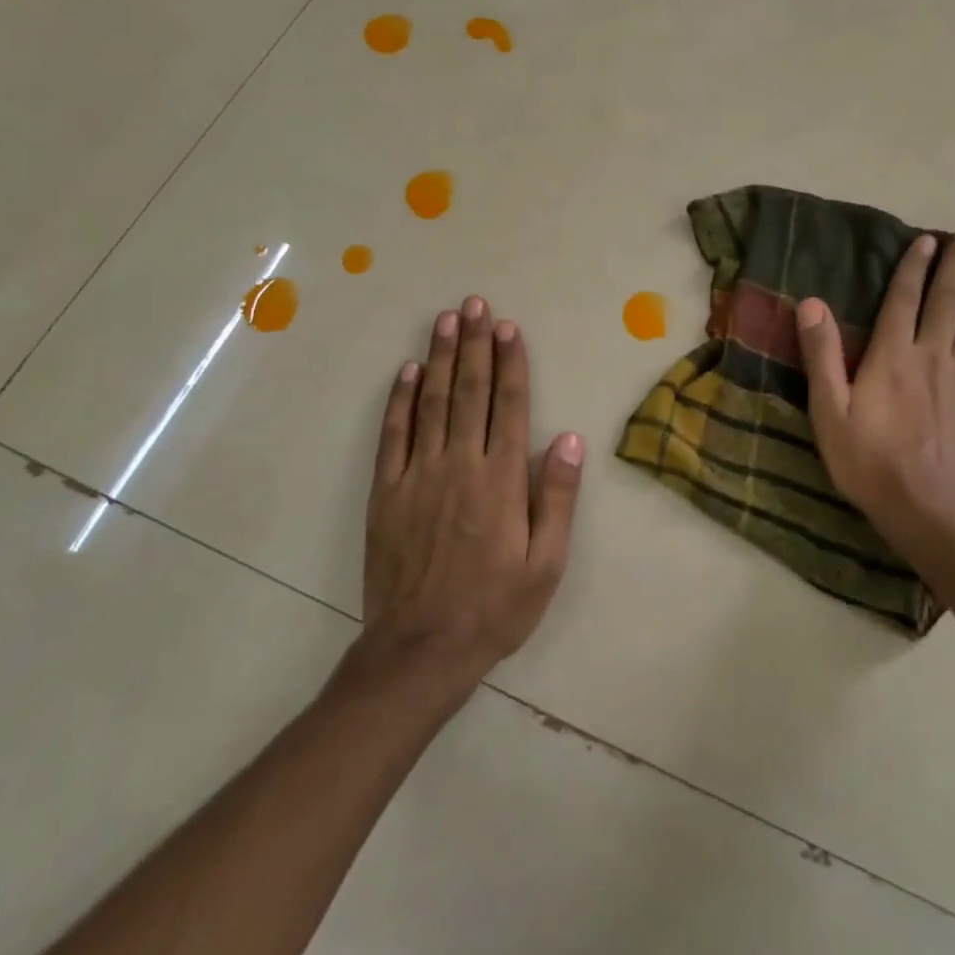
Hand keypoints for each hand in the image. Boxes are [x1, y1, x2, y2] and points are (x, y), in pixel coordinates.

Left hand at [361, 296, 584, 693]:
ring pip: (431, 403)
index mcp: (501, 480)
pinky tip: (406, 371)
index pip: (509, 405)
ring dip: (438, 358)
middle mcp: (460, 464)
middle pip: (468, 392)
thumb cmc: (495, 607)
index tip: (509, 328)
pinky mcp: (387, 491)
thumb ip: (556, 497)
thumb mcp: (546, 563)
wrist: (421, 649)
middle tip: (476, 305)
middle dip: (474, 345)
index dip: (510, 363)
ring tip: (446, 320)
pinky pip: (393, 435)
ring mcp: (418, 475)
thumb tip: (568, 438)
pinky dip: (399, 400)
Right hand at [795, 223, 954, 557]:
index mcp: (892, 356)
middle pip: (948, 301)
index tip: (928, 239)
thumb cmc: (869, 462)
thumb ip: (822, 355)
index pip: (903, 300)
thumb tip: (811, 303)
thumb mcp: (829, 411)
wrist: (929, 510)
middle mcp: (933, 356)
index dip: (914, 268)